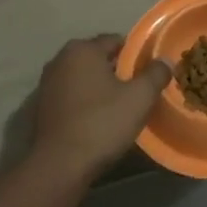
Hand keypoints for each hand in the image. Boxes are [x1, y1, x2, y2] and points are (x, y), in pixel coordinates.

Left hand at [27, 35, 171, 181]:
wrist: (60, 165)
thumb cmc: (102, 123)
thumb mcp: (140, 97)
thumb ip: (156, 74)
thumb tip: (165, 61)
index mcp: (82, 49)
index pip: (116, 41)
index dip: (136, 56)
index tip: (148, 75)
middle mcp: (60, 59)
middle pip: (98, 59)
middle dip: (117, 71)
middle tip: (137, 92)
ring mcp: (47, 83)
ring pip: (83, 78)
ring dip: (100, 88)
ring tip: (119, 107)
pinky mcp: (41, 107)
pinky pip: (71, 96)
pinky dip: (85, 102)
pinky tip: (97, 120)